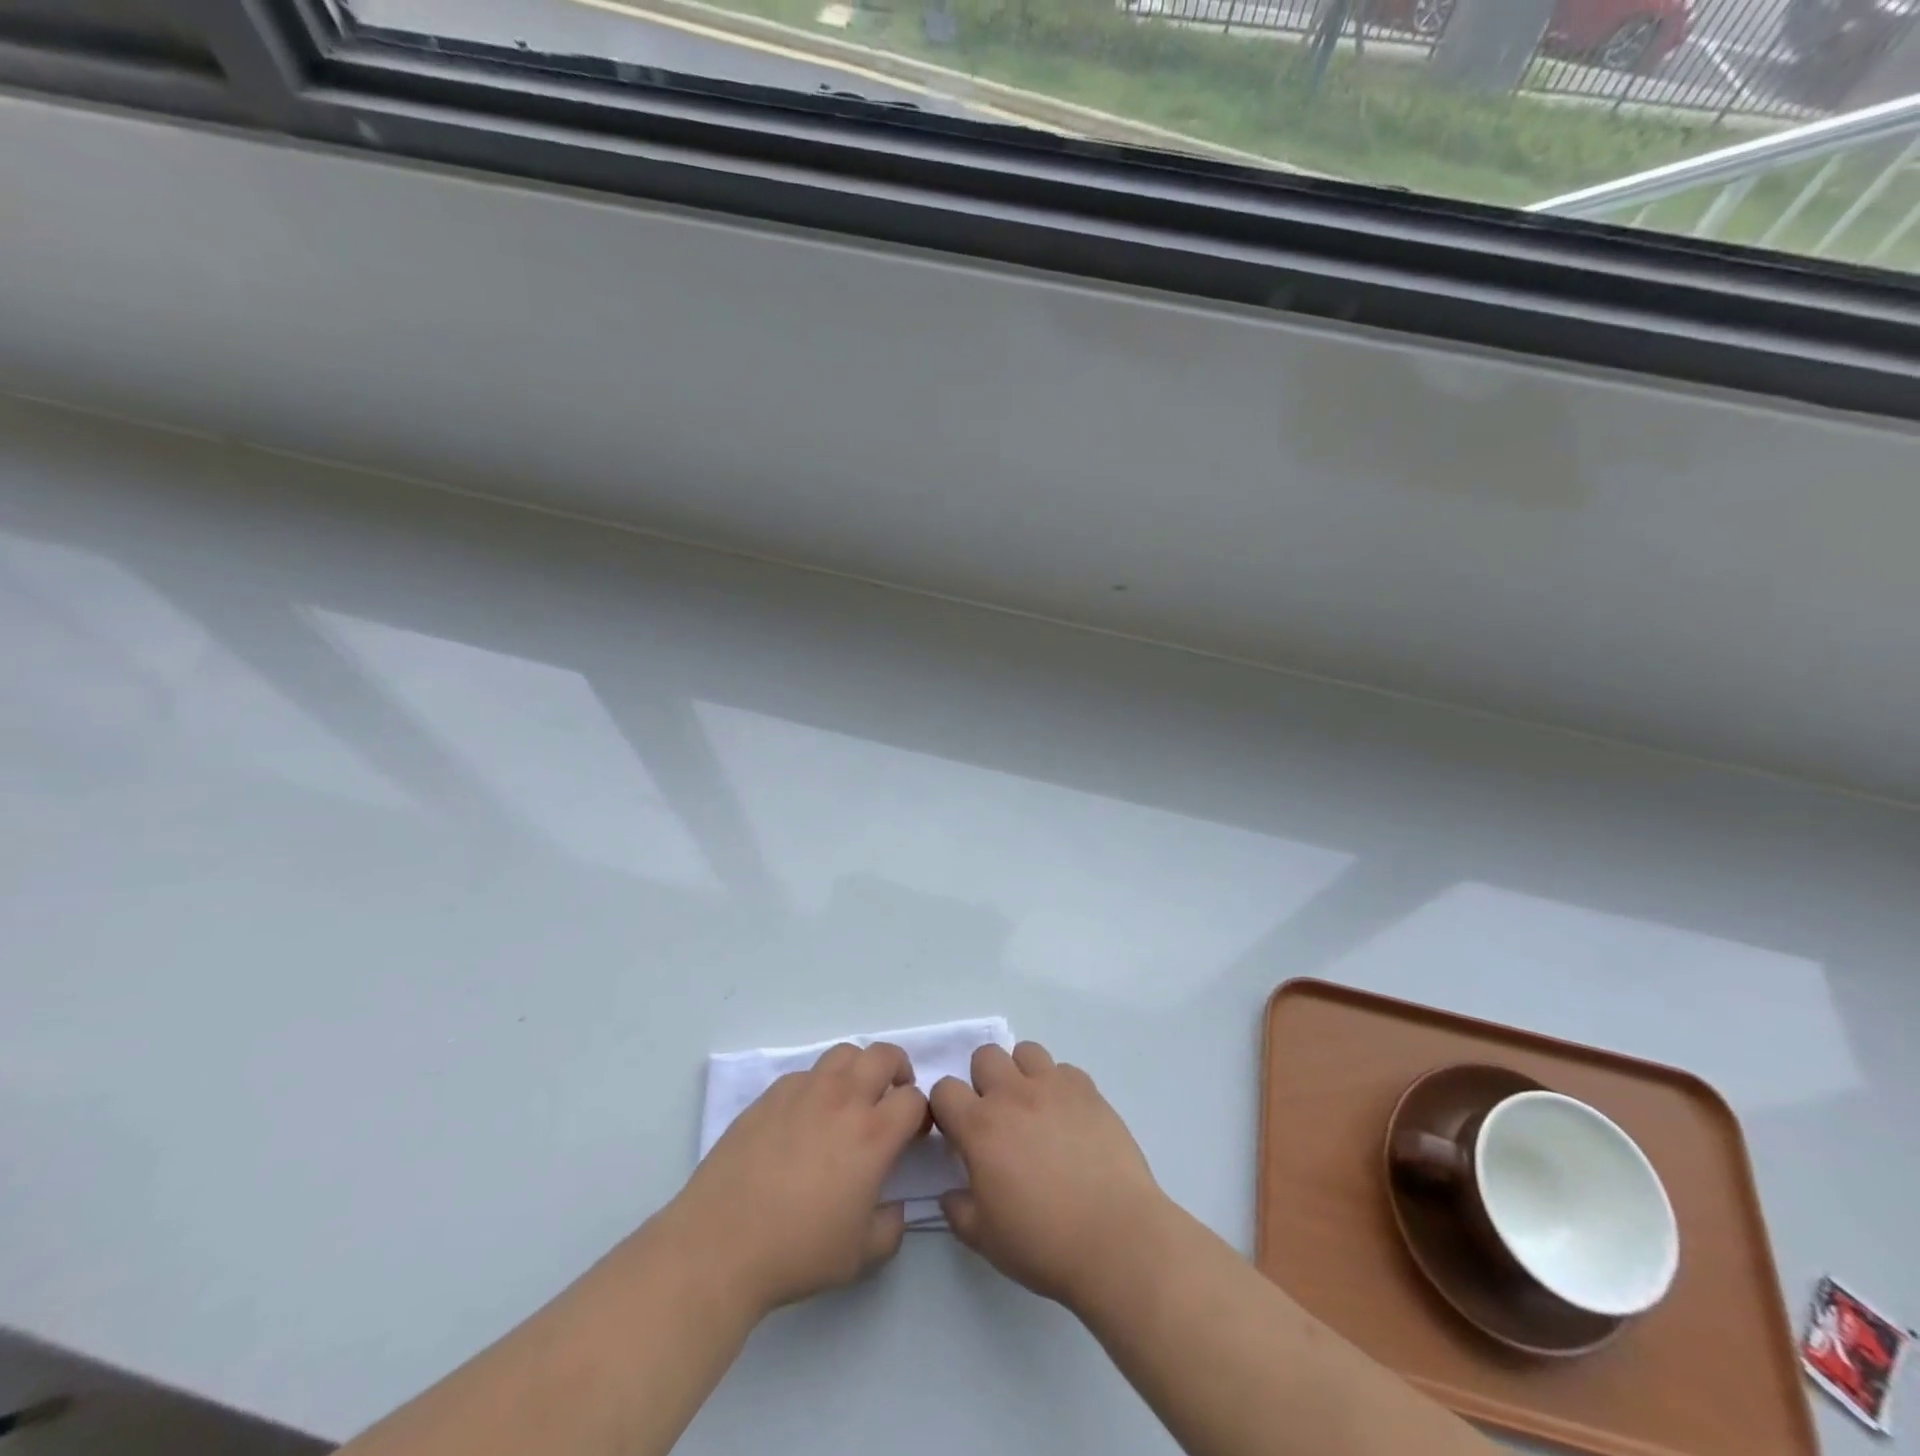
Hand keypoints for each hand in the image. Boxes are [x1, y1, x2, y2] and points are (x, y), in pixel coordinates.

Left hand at [669, 1042, 927, 1315]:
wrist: (721, 1243)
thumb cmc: (797, 1251)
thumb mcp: (859, 1257)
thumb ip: (890, 1228)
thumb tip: (895, 1208)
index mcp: (873, 1134)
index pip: (914, 1099)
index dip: (921, 1113)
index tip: (913, 1134)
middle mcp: (843, 1099)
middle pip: (884, 1056)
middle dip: (898, 1071)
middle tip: (892, 1098)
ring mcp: (804, 1091)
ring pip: (844, 1054)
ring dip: (858, 1069)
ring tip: (851, 1098)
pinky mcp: (771, 1095)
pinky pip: (806, 1074)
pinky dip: (818, 1086)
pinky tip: (806, 1118)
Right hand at [930, 1041, 1171, 1310]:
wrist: (1115, 1238)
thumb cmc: (1044, 1243)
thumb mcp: (985, 1239)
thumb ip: (958, 1210)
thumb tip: (951, 1192)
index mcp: (980, 1127)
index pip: (944, 1089)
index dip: (946, 1108)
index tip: (957, 1132)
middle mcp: (1012, 1094)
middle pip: (985, 1056)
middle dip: (983, 1080)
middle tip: (997, 1118)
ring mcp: (1053, 1086)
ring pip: (1026, 1052)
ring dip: (1021, 1074)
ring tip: (1033, 1109)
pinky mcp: (1088, 1090)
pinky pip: (1064, 1070)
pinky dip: (1059, 1087)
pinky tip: (1068, 1119)